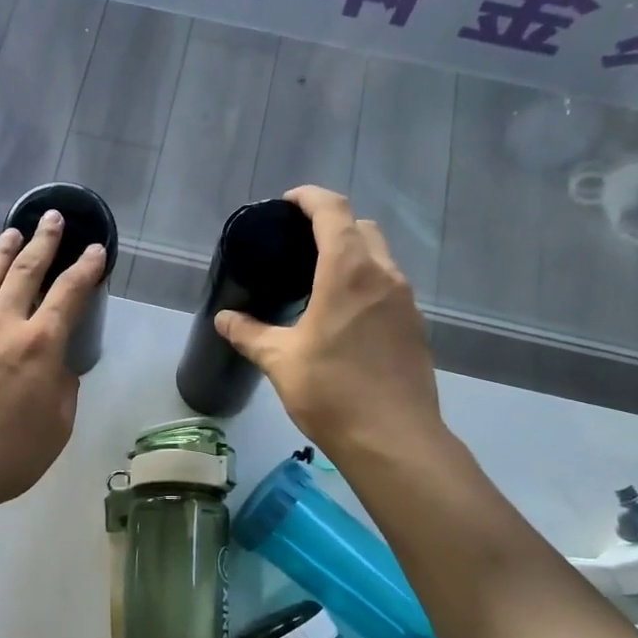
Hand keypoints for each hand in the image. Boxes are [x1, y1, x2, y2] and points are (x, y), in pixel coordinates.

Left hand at [0, 210, 105, 514]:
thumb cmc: (8, 455)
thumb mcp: (57, 427)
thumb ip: (62, 389)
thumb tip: (56, 368)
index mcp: (40, 344)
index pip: (69, 293)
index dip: (86, 268)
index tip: (95, 248)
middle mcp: (2, 324)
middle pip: (25, 270)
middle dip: (43, 240)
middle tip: (51, 217)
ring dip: (2, 253)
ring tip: (12, 233)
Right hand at [215, 186, 441, 454]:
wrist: (393, 439)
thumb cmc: (332, 392)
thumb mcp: (280, 361)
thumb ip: (250, 334)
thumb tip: (223, 318)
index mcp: (348, 272)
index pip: (333, 211)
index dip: (309, 198)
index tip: (286, 203)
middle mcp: (383, 275)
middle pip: (362, 228)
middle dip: (332, 224)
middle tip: (299, 244)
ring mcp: (405, 301)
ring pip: (380, 257)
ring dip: (352, 254)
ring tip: (319, 279)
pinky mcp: (415, 326)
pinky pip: (389, 287)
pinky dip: (366, 283)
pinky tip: (344, 315)